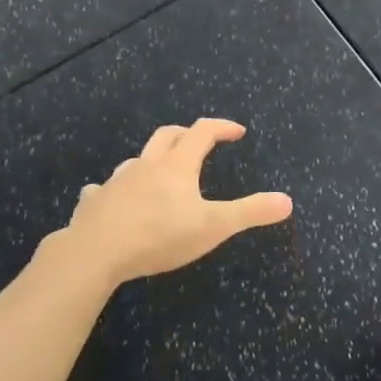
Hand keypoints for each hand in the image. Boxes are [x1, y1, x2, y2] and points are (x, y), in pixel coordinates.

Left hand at [42, 119, 291, 288]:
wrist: (94, 253)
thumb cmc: (159, 236)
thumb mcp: (213, 226)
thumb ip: (250, 212)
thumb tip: (288, 201)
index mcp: (177, 165)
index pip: (203, 132)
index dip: (222, 127)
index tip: (237, 131)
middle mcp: (146, 165)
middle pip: (167, 136)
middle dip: (187, 134)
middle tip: (200, 141)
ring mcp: (116, 182)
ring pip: (137, 160)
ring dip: (152, 160)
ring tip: (160, 174)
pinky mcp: (93, 203)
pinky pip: (103, 189)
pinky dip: (116, 190)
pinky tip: (115, 201)